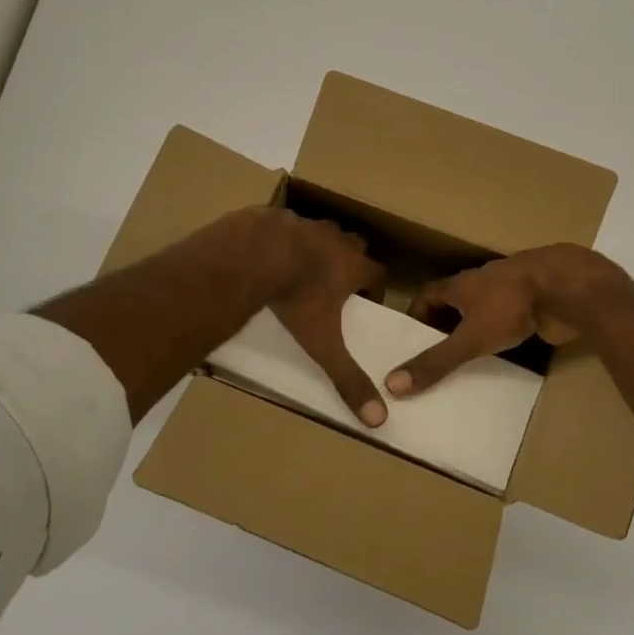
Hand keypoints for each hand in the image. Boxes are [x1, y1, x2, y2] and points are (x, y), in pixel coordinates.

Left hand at [268, 212, 388, 426]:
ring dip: (316, 246)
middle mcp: (336, 240)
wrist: (255, 254)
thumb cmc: (297, 298)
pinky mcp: (277, 215)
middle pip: (354, 246)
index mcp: (353, 266)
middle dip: (348, 261)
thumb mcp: (322, 343)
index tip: (365, 301)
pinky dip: (283, 238)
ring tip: (299, 268)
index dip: (374, 287)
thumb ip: (348, 378)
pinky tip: (267, 253)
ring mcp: (306, 223)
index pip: (378, 274)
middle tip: (333, 283)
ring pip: (321, 232)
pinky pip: (287, 225)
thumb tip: (378, 419)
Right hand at [386, 244, 633, 397]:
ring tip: (467, 358)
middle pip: (457, 300)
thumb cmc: (510, 306)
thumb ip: (436, 361)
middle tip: (436, 355)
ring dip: (476, 327)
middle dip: (446, 324)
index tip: (411, 339)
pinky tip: (505, 352)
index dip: (417, 314)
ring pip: (486, 308)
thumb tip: (392, 385)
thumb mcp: (469, 338)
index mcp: (461, 284)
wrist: (566, 288)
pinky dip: (504, 332)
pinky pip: (512, 318)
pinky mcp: (535, 303)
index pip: (429, 294)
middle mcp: (483, 281)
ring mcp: (512, 290)